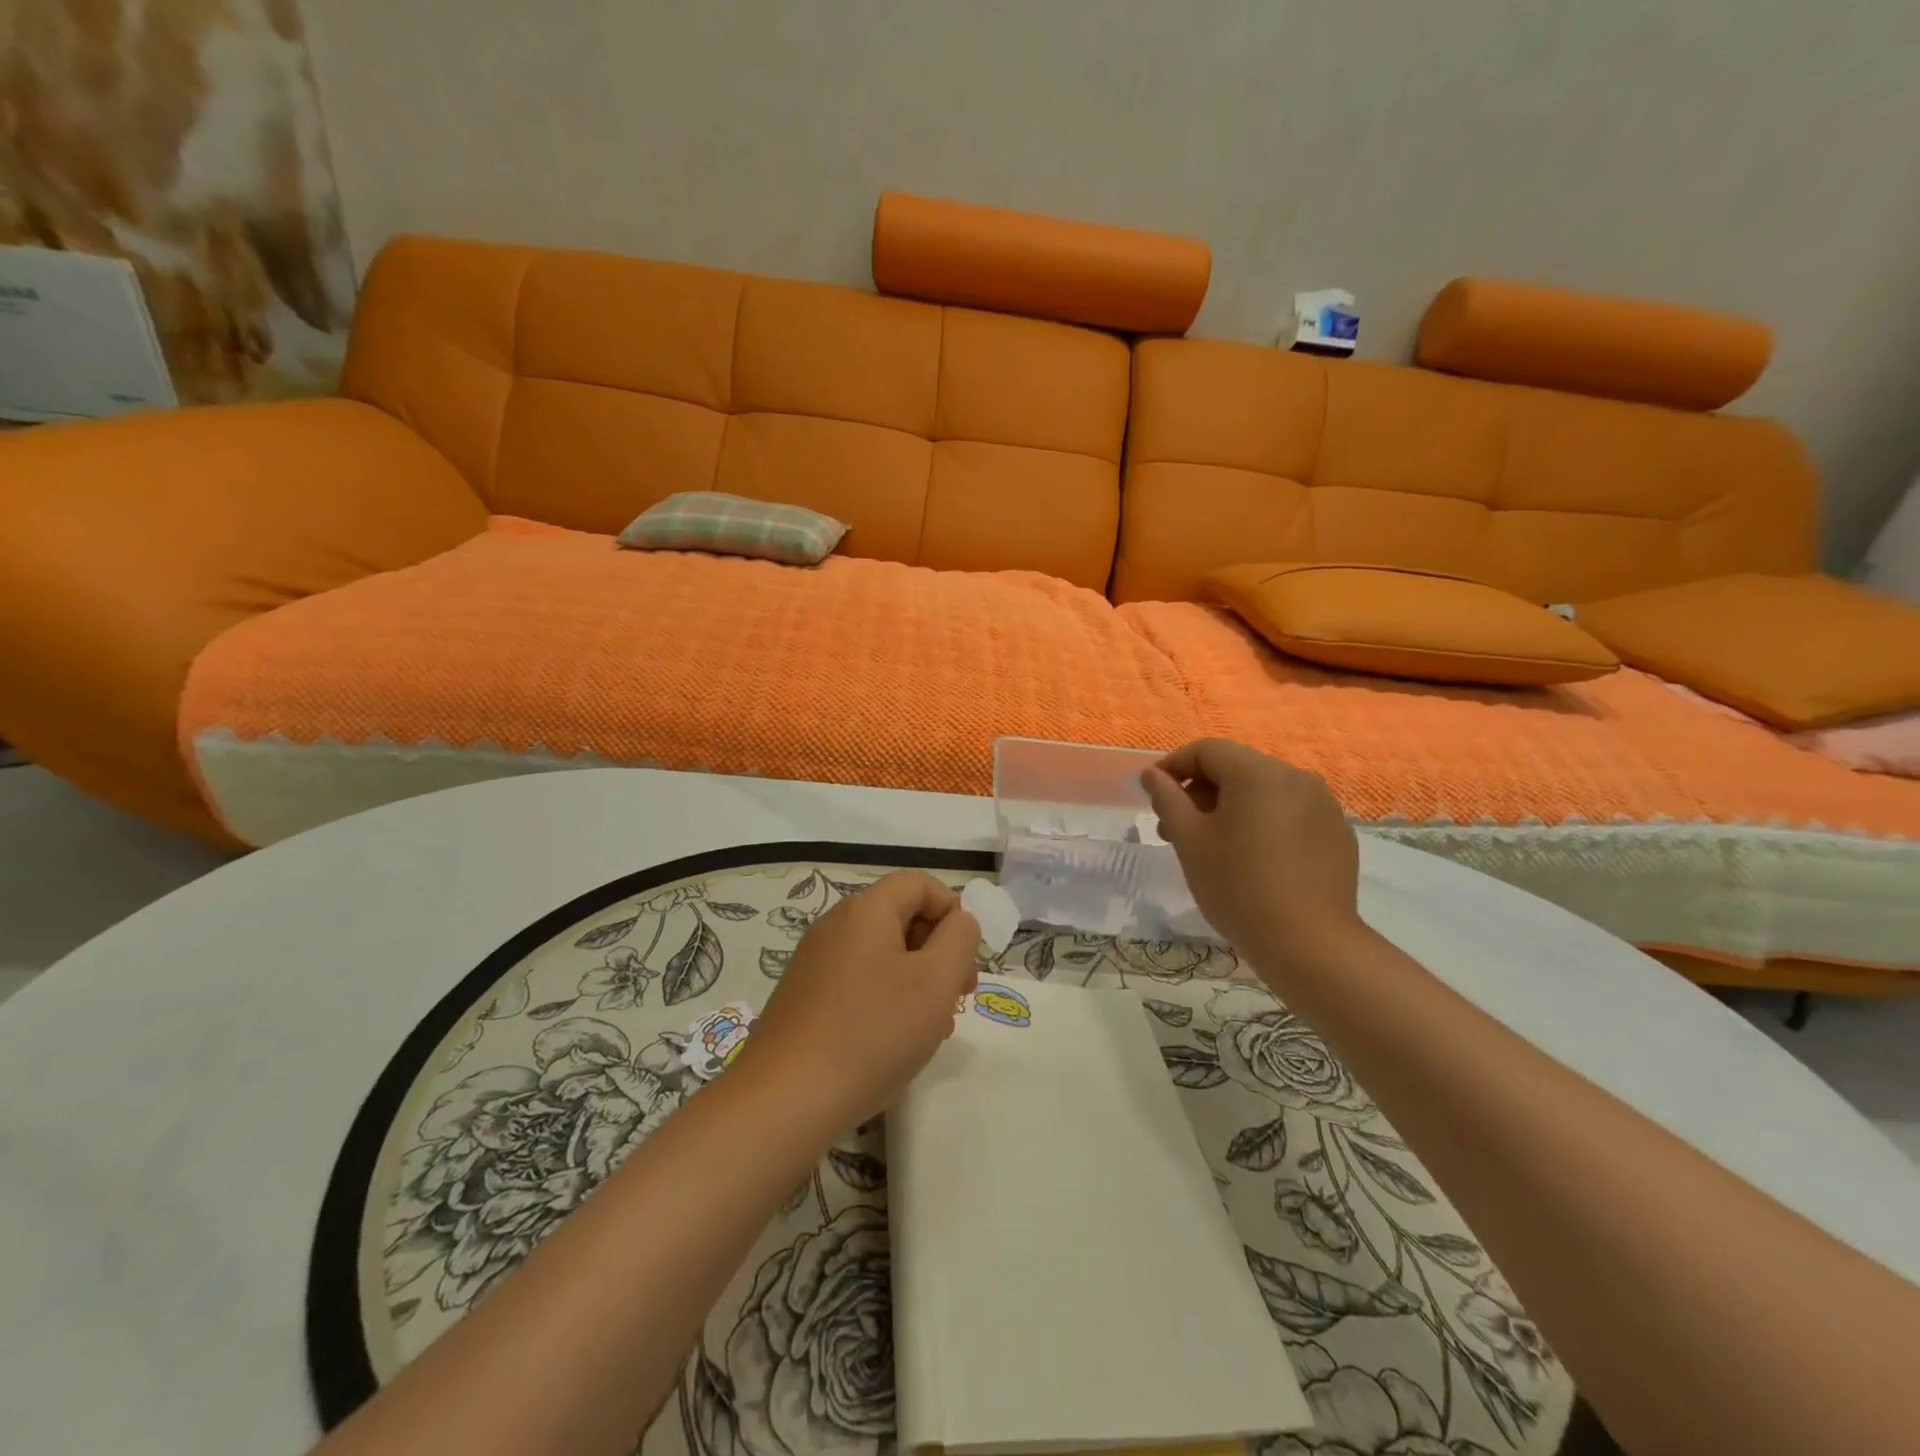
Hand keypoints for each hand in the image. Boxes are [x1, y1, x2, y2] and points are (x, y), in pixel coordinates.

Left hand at [741, 871, 979, 1127]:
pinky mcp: (804, 997)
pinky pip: (858, 982)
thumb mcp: (936, 980)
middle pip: (901, 917)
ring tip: (933, 1028)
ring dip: (917, 980)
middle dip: (939, 950)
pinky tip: (894, 1042)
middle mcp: (836, 925)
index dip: (953, 910)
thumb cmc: (873, 1031)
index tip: (967, 957)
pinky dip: (886, 999)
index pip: (919, 883)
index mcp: (866, 909)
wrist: (786, 1099)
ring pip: (882, 955)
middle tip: (959, 996)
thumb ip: (959, 938)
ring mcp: (815, 962)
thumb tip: (959, 920)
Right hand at [1142, 738, 1365, 977]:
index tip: (1153, 795)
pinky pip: (1289, 814)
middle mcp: (1295, 777)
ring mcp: (1322, 805)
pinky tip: (1252, 859)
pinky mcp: (1336, 833)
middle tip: (1174, 829)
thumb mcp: (1190, 841)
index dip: (1174, 766)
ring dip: (1230, 808)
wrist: (1309, 945)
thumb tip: (1152, 774)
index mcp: (1258, 773)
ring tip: (1211, 846)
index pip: (1207, 750)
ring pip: (1263, 792)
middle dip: (1200, 791)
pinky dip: (1262, 823)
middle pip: (1236, 768)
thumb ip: (1168, 799)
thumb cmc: (1238, 887)